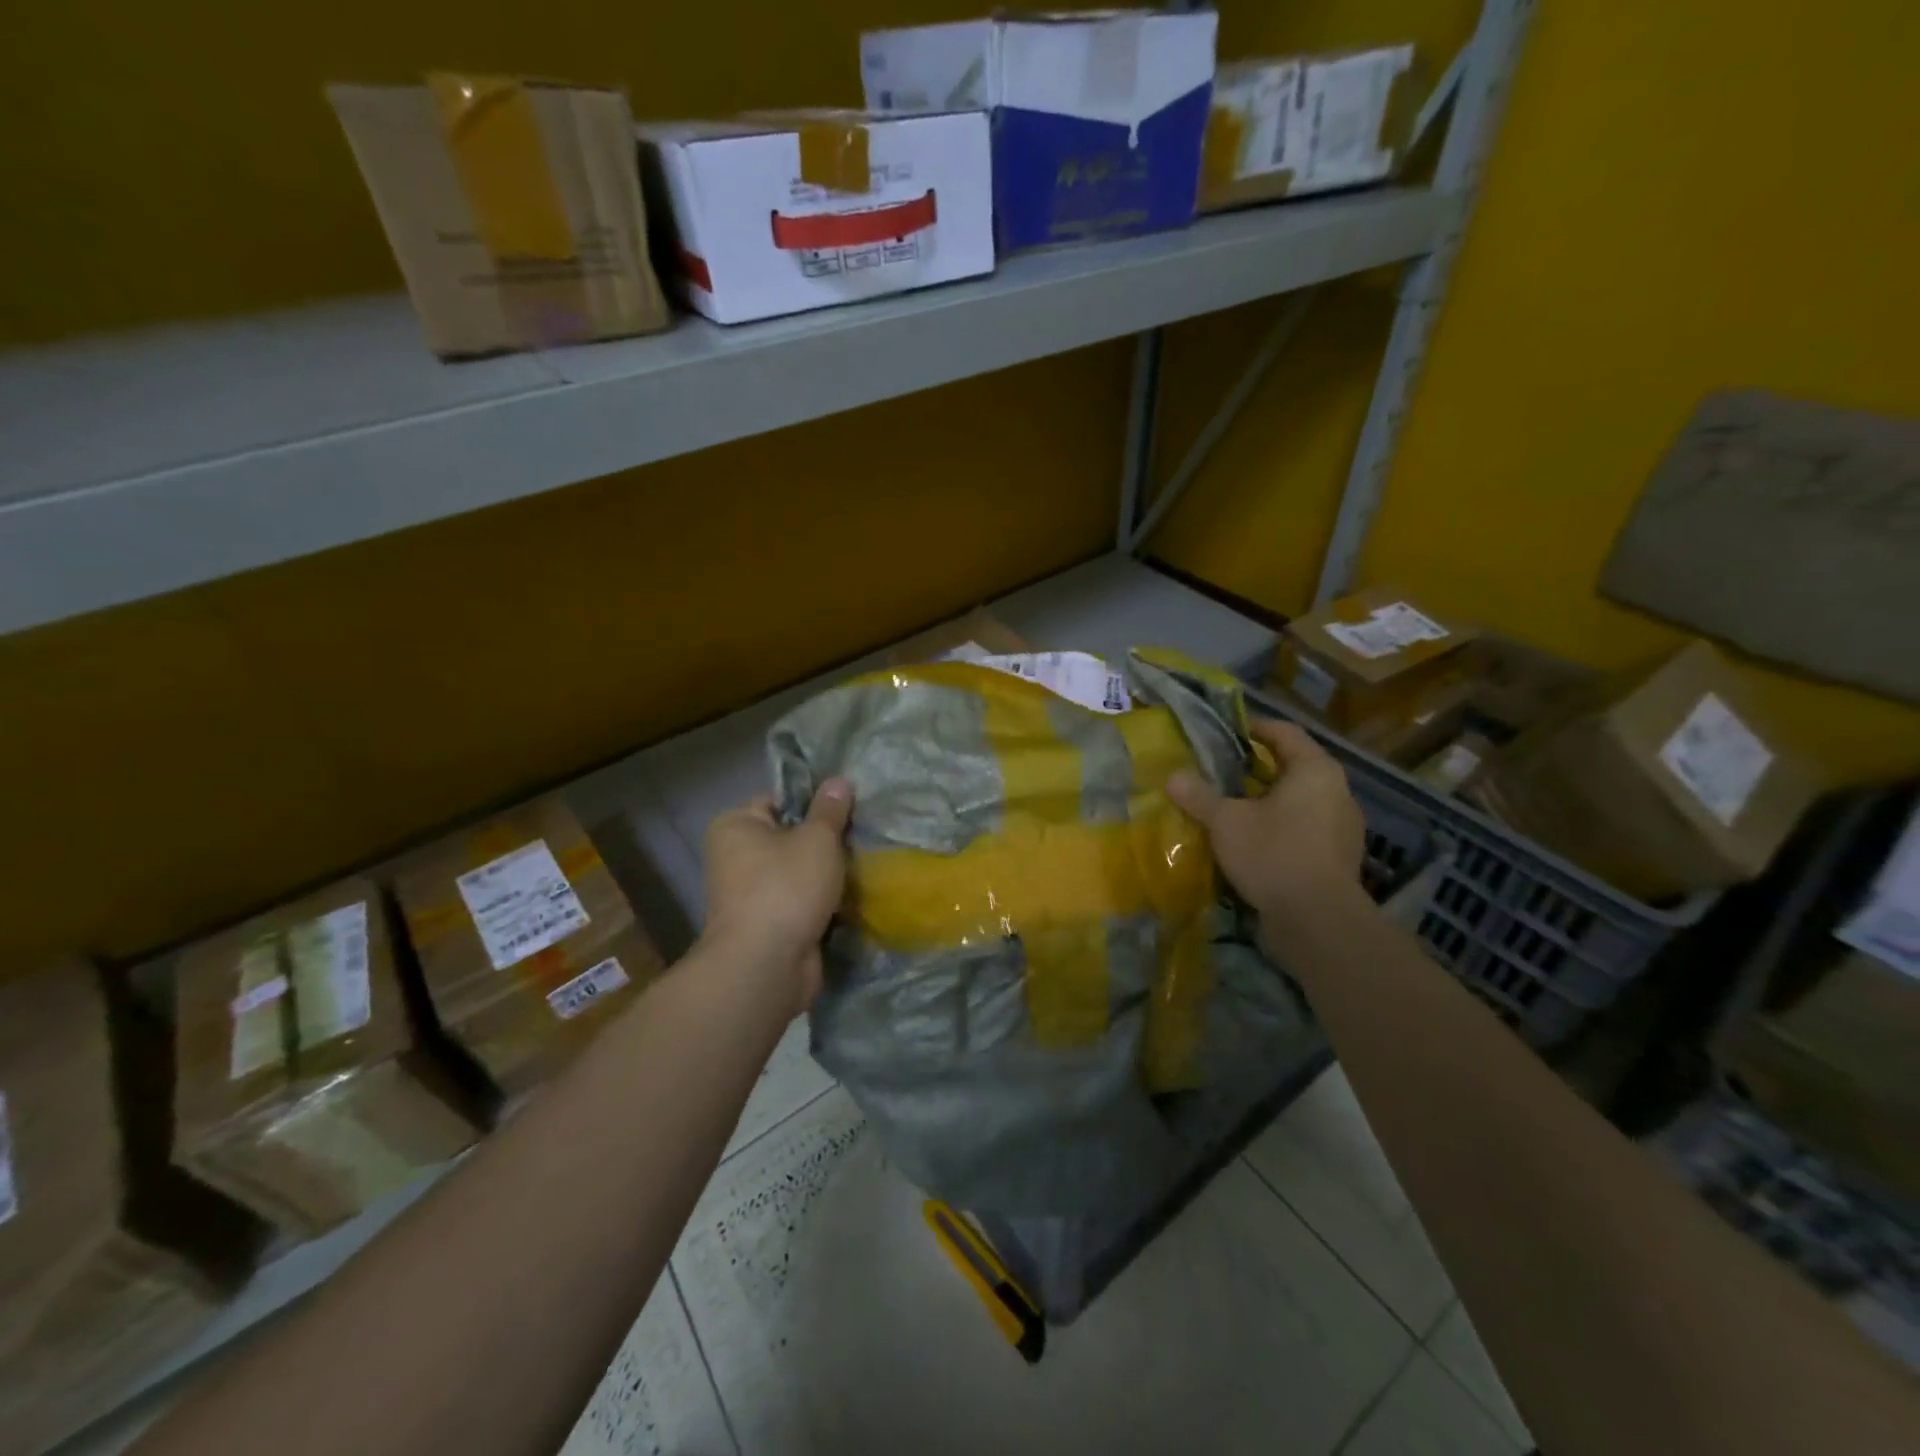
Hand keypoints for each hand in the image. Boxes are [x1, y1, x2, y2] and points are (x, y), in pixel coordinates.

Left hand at [701, 779, 854, 1013]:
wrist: (767, 965)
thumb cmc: (786, 887)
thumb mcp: (817, 838)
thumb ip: (830, 809)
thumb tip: (838, 780)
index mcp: (735, 826)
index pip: (778, 800)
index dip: (813, 802)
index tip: (846, 809)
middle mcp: (734, 857)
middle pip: (790, 837)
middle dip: (824, 842)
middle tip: (860, 838)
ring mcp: (749, 895)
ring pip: (798, 873)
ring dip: (826, 875)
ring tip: (861, 867)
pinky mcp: (767, 925)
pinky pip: (800, 903)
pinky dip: (821, 903)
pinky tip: (852, 899)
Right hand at [1167, 718, 1366, 957]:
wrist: (1318, 922)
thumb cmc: (1273, 854)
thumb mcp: (1226, 821)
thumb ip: (1199, 796)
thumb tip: (1173, 776)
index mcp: (1315, 771)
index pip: (1285, 733)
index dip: (1254, 727)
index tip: (1226, 732)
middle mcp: (1337, 792)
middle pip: (1293, 767)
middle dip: (1256, 768)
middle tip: (1220, 771)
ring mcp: (1342, 828)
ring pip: (1299, 802)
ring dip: (1267, 802)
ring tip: (1232, 808)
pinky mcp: (1337, 858)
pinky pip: (1304, 830)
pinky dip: (1279, 829)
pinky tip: (1251, 843)